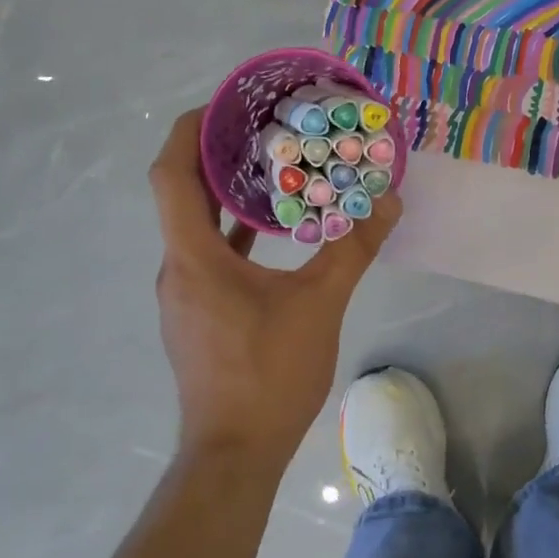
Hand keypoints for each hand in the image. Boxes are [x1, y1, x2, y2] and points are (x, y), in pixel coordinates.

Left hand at [150, 109, 401, 469]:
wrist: (235, 453)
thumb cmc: (269, 373)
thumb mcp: (319, 305)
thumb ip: (351, 250)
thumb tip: (387, 204)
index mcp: (194, 257)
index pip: (171, 176)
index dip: (187, 131)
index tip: (222, 104)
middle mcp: (178, 268)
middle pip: (182, 195)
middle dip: (214, 155)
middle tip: (260, 125)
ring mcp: (185, 294)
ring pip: (196, 227)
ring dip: (225, 194)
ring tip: (270, 165)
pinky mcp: (198, 315)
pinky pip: (209, 256)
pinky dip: (233, 232)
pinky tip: (271, 229)